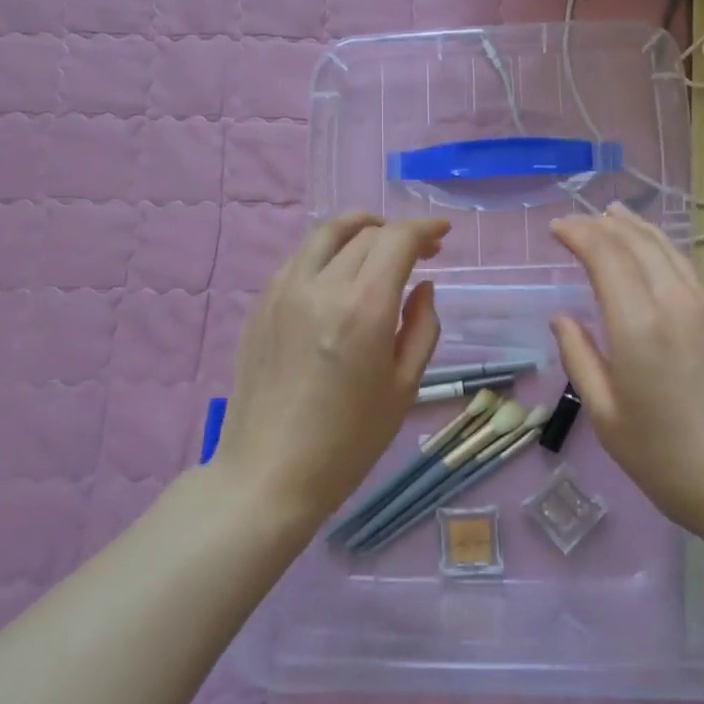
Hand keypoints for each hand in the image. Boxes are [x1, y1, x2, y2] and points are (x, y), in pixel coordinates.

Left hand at [212, 212, 447, 524]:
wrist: (269, 473)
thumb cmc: (348, 442)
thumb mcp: (404, 388)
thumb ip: (422, 328)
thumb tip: (423, 287)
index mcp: (363, 308)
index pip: (397, 240)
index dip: (425, 229)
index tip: (442, 234)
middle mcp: (320, 286)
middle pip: (364, 233)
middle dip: (398, 232)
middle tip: (421, 251)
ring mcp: (282, 291)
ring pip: (325, 234)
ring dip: (359, 229)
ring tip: (378, 244)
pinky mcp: (260, 305)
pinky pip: (299, 258)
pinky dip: (328, 251)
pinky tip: (338, 274)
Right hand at [548, 203, 703, 544]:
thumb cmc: (667, 460)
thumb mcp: (607, 416)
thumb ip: (580, 358)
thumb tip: (562, 318)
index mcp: (638, 325)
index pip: (606, 255)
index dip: (578, 234)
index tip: (555, 228)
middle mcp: (674, 303)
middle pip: (637, 244)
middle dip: (603, 225)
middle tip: (577, 220)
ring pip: (668, 250)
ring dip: (636, 229)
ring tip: (613, 217)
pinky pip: (687, 269)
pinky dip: (662, 249)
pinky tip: (654, 255)